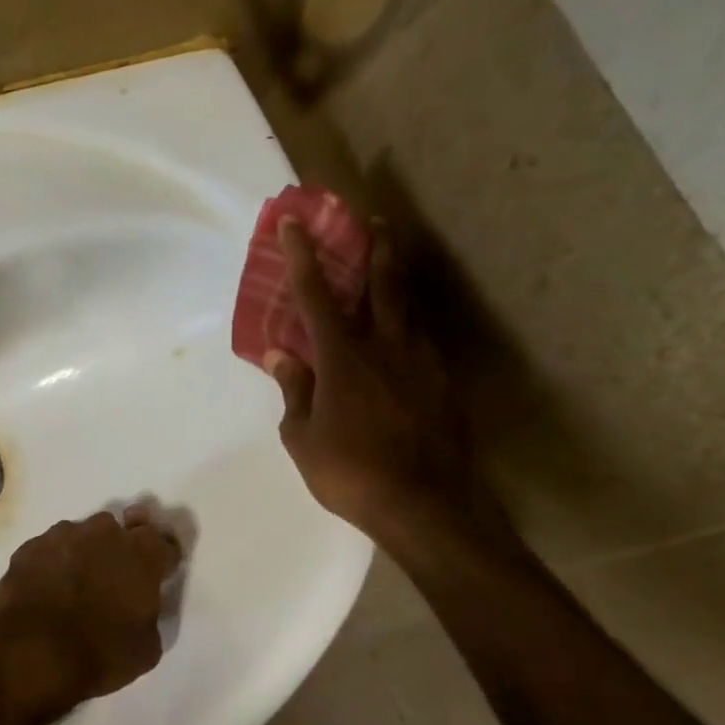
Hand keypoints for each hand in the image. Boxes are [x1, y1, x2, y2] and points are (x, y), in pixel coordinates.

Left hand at [0, 505, 182, 724]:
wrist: (29, 655)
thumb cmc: (100, 653)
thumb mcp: (147, 648)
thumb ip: (150, 615)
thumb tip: (140, 608)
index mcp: (143, 552)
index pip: (165, 546)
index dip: (163, 562)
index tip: (157, 577)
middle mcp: (105, 532)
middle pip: (121, 533)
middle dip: (120, 552)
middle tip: (113, 582)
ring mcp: (63, 535)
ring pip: (82, 538)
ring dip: (84, 556)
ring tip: (74, 589)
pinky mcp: (29, 547)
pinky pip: (50, 551)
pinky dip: (53, 565)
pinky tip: (46, 591)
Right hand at [265, 217, 499, 547]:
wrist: (424, 504)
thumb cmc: (350, 473)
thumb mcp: (303, 438)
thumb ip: (294, 391)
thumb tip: (280, 356)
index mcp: (343, 357)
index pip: (316, 295)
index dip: (302, 256)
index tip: (295, 223)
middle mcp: (386, 346)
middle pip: (382, 282)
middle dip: (375, 246)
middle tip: (375, 220)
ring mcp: (422, 362)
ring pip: (410, 308)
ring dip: (397, 281)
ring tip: (392, 270)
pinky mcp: (444, 383)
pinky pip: (422, 341)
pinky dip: (410, 326)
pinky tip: (405, 338)